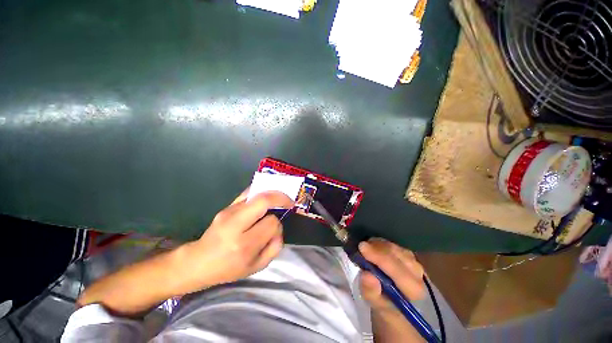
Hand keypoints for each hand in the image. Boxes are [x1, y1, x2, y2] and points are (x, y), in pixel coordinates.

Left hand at [177, 189, 292, 292]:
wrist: (198, 261)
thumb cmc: (229, 268)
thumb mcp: (257, 266)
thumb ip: (275, 247)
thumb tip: (280, 225)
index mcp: (244, 244)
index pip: (271, 223)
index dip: (278, 223)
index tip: (277, 227)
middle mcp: (235, 224)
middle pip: (263, 200)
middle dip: (280, 198)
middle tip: (289, 201)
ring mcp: (228, 212)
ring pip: (256, 193)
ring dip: (271, 193)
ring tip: (279, 198)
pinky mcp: (226, 206)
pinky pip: (247, 193)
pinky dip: (260, 191)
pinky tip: (266, 195)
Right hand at [359, 238, 425, 314]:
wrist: (395, 302)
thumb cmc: (385, 306)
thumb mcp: (375, 305)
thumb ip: (371, 292)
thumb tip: (367, 275)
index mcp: (414, 290)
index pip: (398, 271)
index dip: (379, 258)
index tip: (361, 247)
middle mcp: (418, 273)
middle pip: (396, 254)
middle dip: (376, 248)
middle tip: (360, 246)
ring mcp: (414, 261)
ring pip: (393, 246)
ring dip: (377, 245)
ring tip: (365, 248)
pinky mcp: (408, 254)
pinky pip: (392, 243)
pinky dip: (380, 243)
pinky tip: (372, 246)